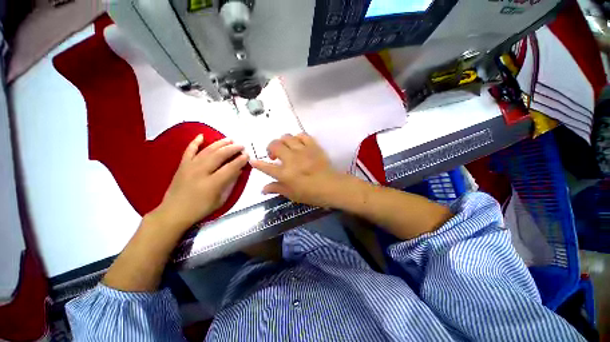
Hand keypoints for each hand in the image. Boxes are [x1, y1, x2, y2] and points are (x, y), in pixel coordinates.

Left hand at [153, 134, 248, 230]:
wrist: (173, 212)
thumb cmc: (200, 209)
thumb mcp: (220, 200)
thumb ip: (230, 184)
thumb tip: (238, 171)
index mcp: (212, 183)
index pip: (230, 168)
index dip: (240, 160)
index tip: (247, 155)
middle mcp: (201, 172)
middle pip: (219, 156)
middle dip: (232, 149)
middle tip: (241, 145)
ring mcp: (190, 167)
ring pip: (207, 151)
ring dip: (219, 143)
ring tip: (229, 139)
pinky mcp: (182, 165)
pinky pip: (189, 150)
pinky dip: (195, 142)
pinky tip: (202, 136)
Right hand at [250, 133, 347, 206]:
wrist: (332, 186)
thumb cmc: (311, 194)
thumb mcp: (292, 194)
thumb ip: (276, 189)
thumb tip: (262, 189)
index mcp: (285, 174)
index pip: (266, 167)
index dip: (257, 163)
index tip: (253, 161)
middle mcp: (291, 159)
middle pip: (274, 145)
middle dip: (270, 148)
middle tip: (274, 156)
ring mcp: (302, 151)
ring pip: (286, 137)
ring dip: (282, 141)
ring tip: (285, 148)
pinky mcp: (313, 146)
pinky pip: (302, 135)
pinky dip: (297, 138)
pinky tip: (298, 144)